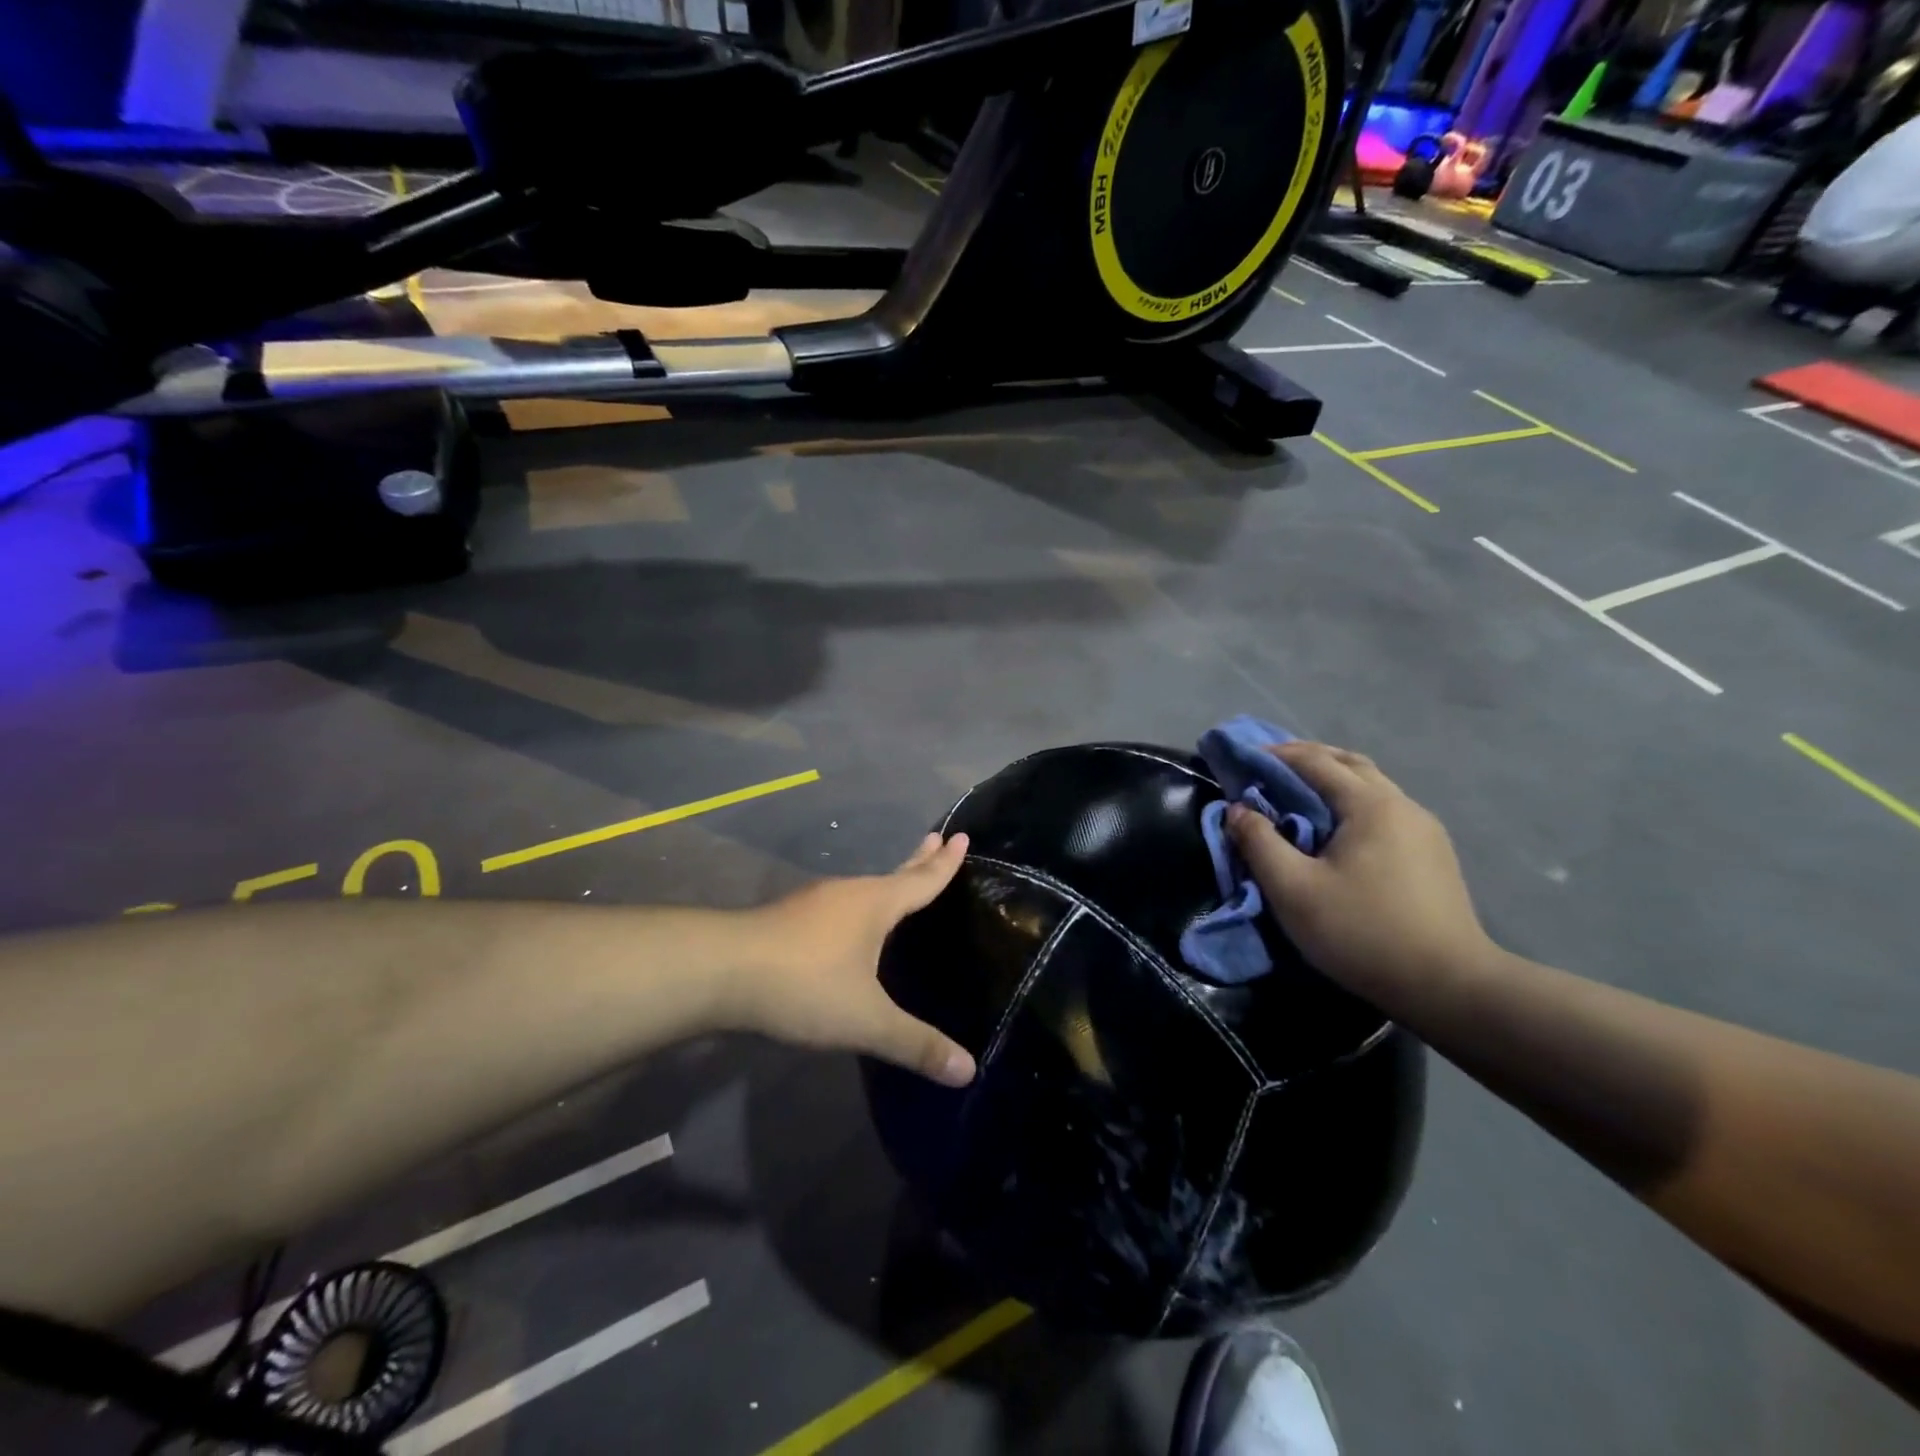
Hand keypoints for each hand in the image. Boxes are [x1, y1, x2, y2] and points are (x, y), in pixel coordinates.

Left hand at [732, 833, 976, 1086]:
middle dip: (919, 858)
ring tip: (899, 886)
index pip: (922, 879)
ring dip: (887, 884)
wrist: (721, 971)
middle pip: (894, 873)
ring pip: (863, 889)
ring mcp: (815, 903)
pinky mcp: (789, 919)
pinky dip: (859, 907)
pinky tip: (850, 925)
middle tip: (938, 837)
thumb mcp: (866, 1021)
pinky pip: (840, 906)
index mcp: (875, 904)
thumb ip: (916, 1045)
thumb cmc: (806, 985)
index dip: (945, 863)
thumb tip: (969, 1070)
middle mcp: (849, 893)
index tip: (961, 836)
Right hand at [1227, 742, 1492, 995]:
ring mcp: (1424, 830)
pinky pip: (1385, 811)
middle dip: (1308, 758)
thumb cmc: (1362, 932)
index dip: (1276, 755)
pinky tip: (1338, 829)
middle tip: (1270, 768)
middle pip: (1350, 764)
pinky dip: (1352, 803)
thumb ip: (1259, 843)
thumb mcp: (1293, 889)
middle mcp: (1402, 805)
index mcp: (1370, 805)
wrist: (1450, 987)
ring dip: (1333, 781)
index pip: (1315, 761)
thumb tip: (1238, 810)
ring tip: (1299, 796)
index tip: (1243, 758)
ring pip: (1372, 787)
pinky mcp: (1433, 855)